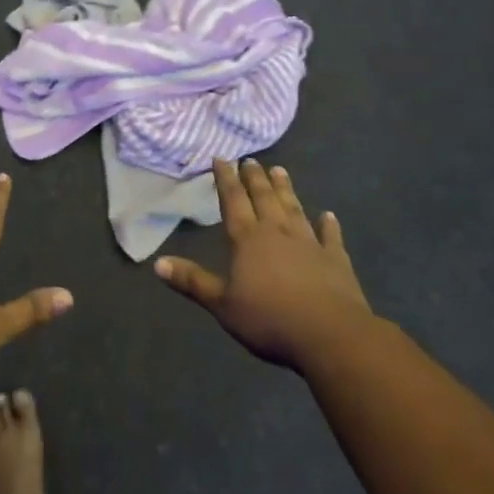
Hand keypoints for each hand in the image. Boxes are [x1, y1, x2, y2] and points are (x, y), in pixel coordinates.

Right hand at [155, 158, 372, 370]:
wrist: (330, 335)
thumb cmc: (269, 319)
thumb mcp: (222, 305)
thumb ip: (193, 281)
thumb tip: (157, 263)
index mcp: (248, 239)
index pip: (233, 201)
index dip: (226, 179)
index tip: (221, 158)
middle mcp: (277, 232)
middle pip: (264, 198)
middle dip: (255, 178)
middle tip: (251, 160)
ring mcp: (309, 243)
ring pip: (294, 208)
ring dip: (286, 189)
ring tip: (280, 170)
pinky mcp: (336, 260)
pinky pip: (330, 237)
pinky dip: (328, 225)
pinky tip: (328, 215)